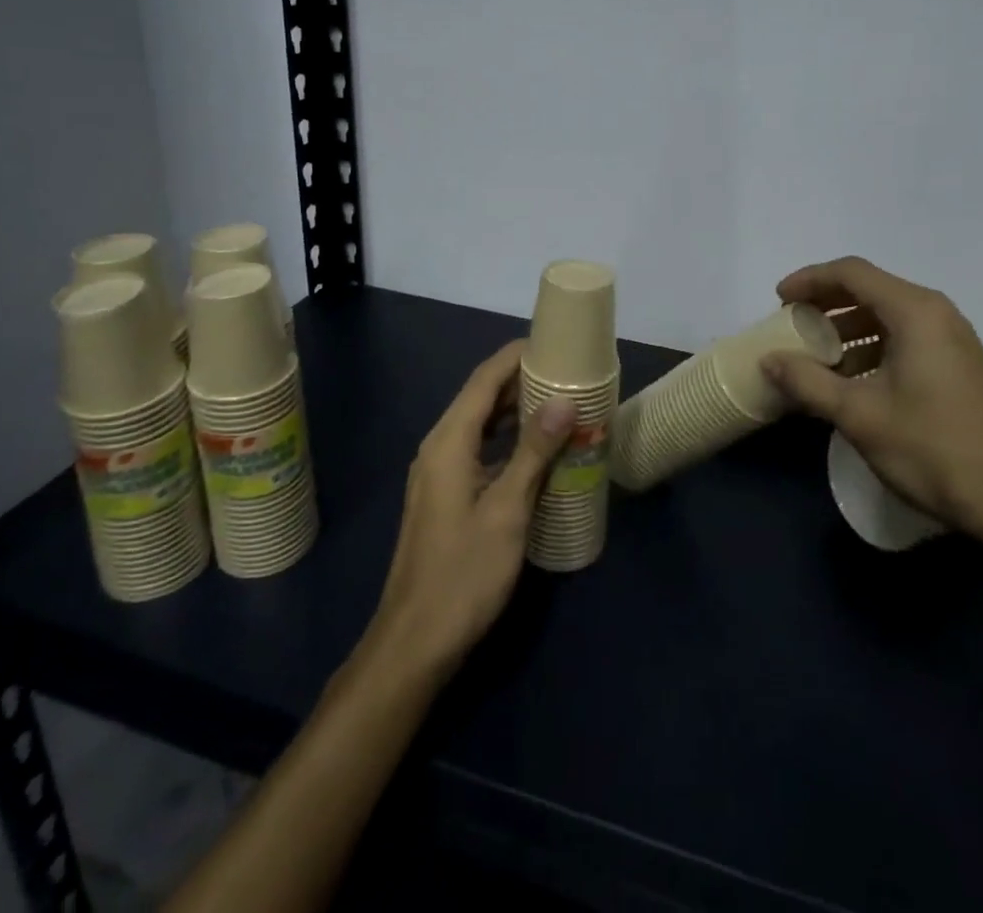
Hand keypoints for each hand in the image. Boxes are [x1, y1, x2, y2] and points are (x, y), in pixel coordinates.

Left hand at [371, 340, 574, 677]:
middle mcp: (439, 447)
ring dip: (515, 410)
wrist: (414, 641)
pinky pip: (479, 450)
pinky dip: (507, 440)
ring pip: (480, 424)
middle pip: (481, 397)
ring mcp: (439, 473)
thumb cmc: (463, 573)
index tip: (554, 341)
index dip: (516, 355)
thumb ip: (534, 452)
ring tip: (560, 402)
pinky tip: (537, 451)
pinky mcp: (446, 495)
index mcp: (448, 442)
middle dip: (521, 380)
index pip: (484, 379)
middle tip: (567, 372)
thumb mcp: (507, 510)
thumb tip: (563, 400)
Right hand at [765, 256, 982, 549]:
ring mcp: (952, 339)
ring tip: (815, 358)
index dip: (809, 280)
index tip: (779, 300)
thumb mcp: (859, 415)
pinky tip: (852, 381)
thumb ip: (808, 381)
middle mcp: (936, 314)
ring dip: (847, 329)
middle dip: (826, 304)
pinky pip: (905, 338)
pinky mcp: (959, 365)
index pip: (851, 273)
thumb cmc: (933, 449)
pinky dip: (871, 348)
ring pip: (887, 316)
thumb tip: (768, 359)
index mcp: (914, 312)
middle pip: (870, 289)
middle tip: (791, 325)